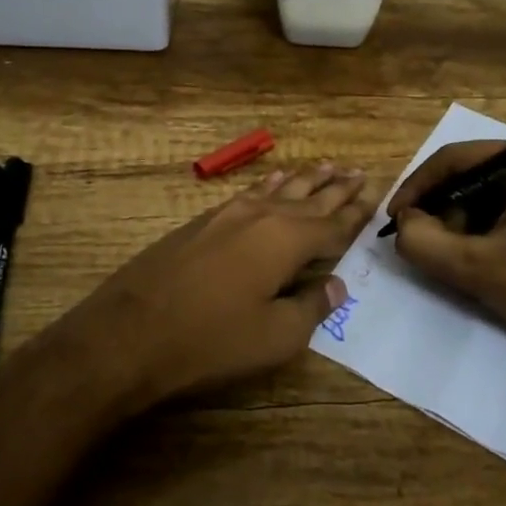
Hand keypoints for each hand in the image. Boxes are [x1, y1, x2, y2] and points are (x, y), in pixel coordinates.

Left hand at [64, 163, 377, 406]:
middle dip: (335, 187)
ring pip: (278, 189)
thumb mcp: (275, 337)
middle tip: (358, 170)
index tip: (375, 195)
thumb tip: (336, 285)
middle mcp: (262, 217)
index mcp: (287, 241)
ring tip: (326, 165)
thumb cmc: (211, 340)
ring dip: (304, 179)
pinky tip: (273, 180)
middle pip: (308, 198)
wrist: (131, 331)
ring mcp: (228, 215)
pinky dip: (268, 185)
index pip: (333, 224)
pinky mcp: (202, 222)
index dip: (355, 213)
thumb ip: (311, 308)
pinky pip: (248, 193)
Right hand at [388, 137, 505, 364]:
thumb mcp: (479, 268)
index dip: (418, 187)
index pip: (457, 157)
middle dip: (440, 209)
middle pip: (471, 174)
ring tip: (446, 256)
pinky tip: (474, 260)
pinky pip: (504, 208)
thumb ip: (424, 243)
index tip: (393, 219)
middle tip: (418, 242)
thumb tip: (401, 226)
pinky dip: (481, 231)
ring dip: (458, 223)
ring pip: (485, 193)